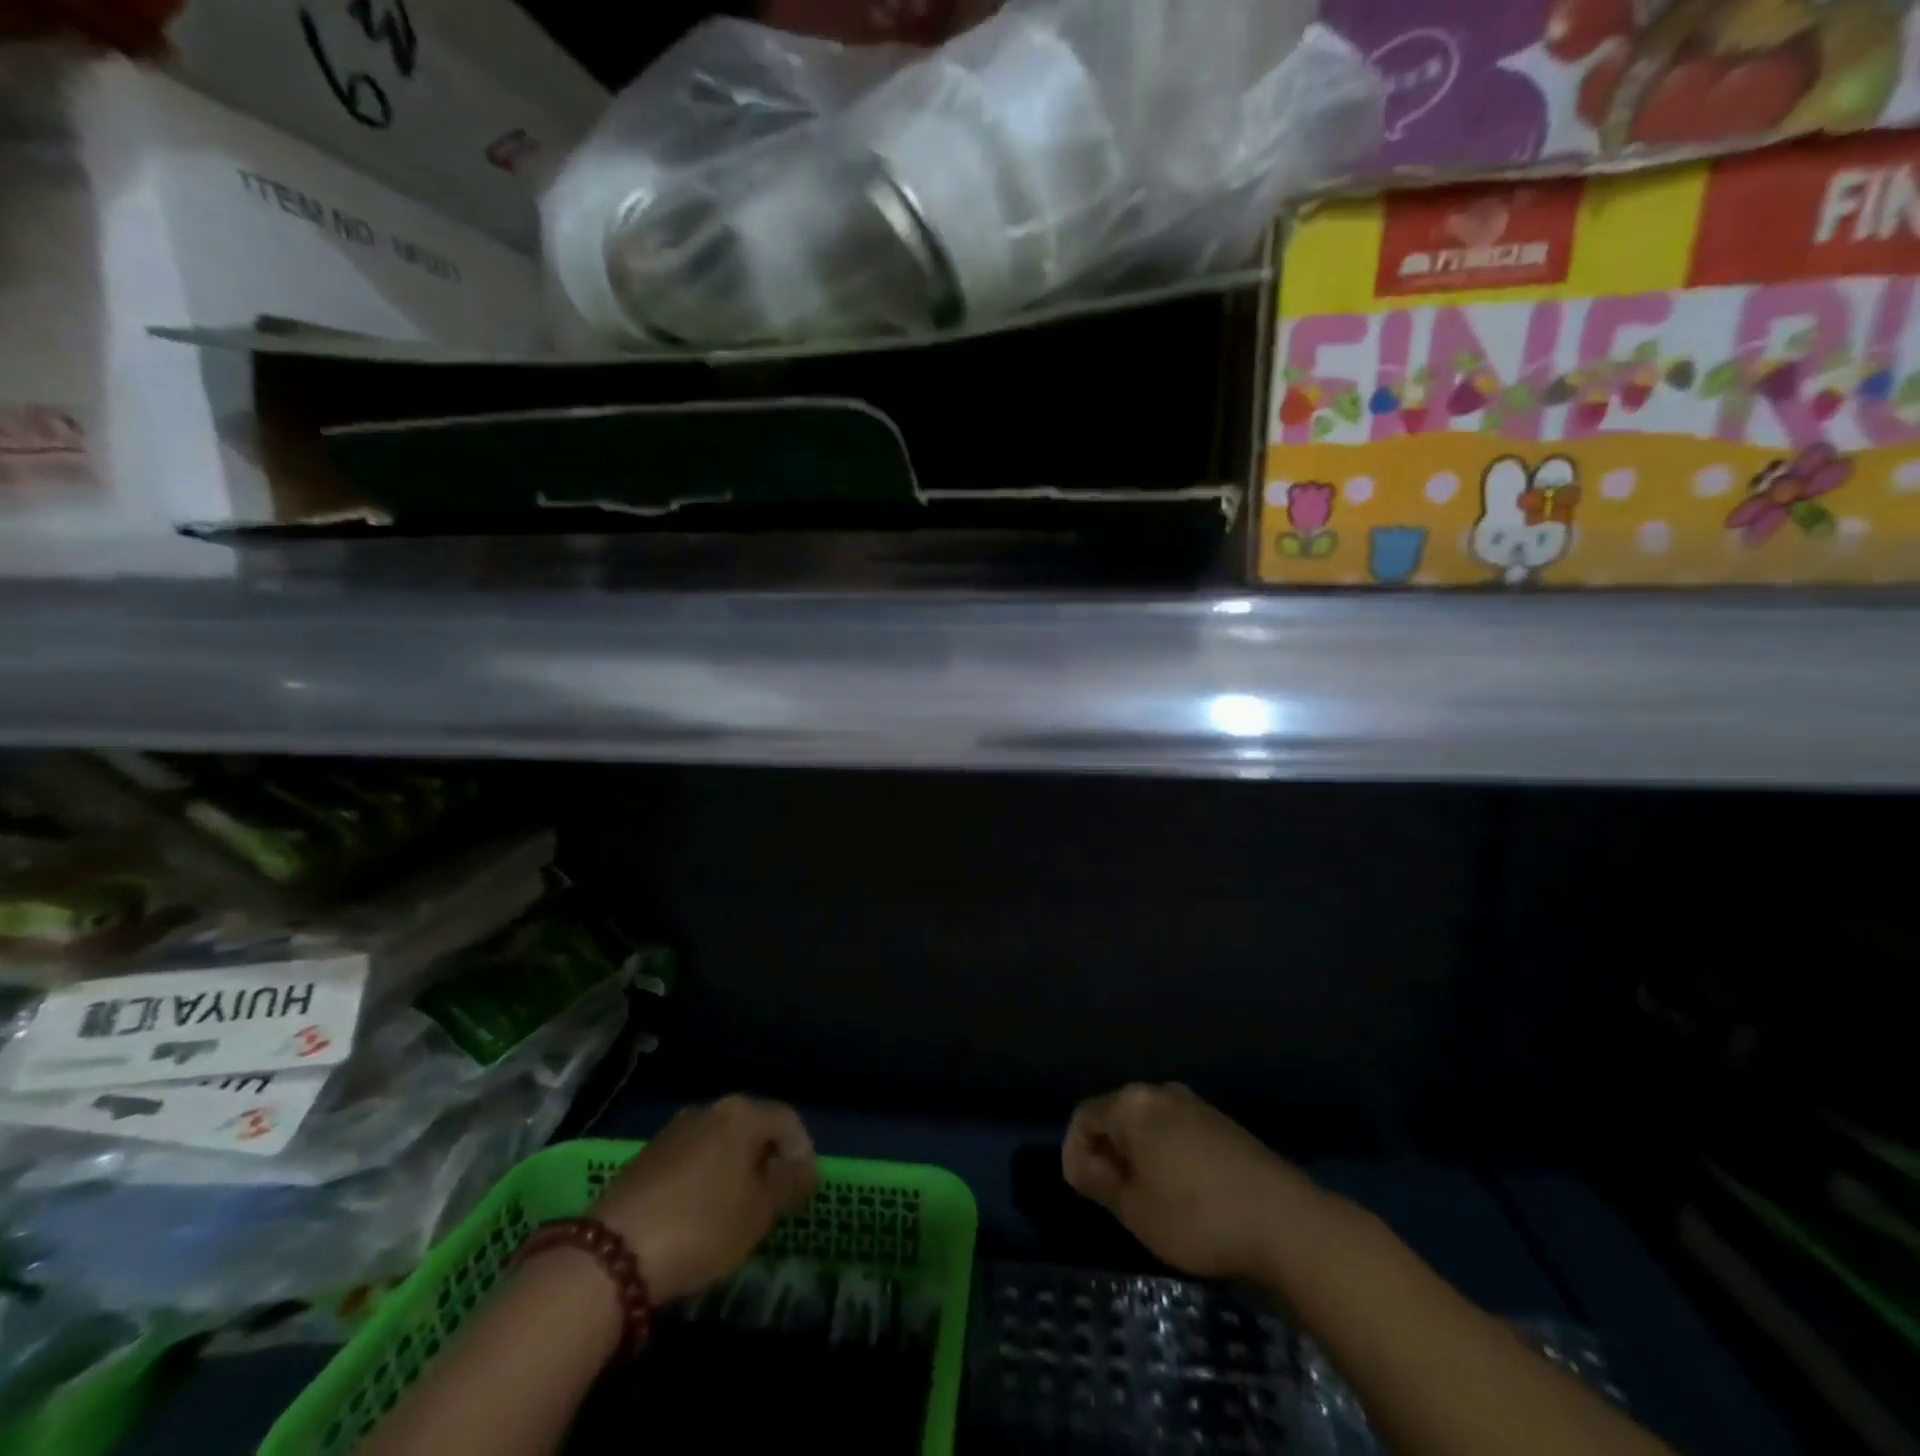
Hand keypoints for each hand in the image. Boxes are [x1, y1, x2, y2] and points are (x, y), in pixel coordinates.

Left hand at [590, 1095, 816, 1303]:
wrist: (610, 1255)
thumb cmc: (701, 1226)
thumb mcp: (759, 1212)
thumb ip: (790, 1185)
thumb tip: (805, 1168)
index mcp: (741, 1114)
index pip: (788, 1120)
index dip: (803, 1154)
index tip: (803, 1193)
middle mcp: (708, 1110)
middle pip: (752, 1129)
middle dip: (767, 1162)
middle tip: (772, 1203)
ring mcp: (672, 1132)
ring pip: (720, 1145)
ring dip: (735, 1172)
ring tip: (736, 1214)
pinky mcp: (645, 1158)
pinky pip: (691, 1161)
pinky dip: (705, 1181)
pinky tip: (698, 1218)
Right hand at [1062, 1083, 1318, 1282]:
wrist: (1284, 1221)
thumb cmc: (1196, 1216)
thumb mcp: (1134, 1209)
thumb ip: (1099, 1182)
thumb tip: (1086, 1165)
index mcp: (1131, 1104)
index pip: (1083, 1118)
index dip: (1075, 1155)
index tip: (1088, 1194)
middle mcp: (1159, 1091)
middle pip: (1115, 1115)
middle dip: (1107, 1153)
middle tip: (1115, 1198)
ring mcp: (1194, 1103)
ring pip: (1147, 1124)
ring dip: (1137, 1155)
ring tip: (1148, 1199)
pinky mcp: (1220, 1122)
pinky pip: (1175, 1130)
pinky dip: (1165, 1155)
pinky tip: (1181, 1192)